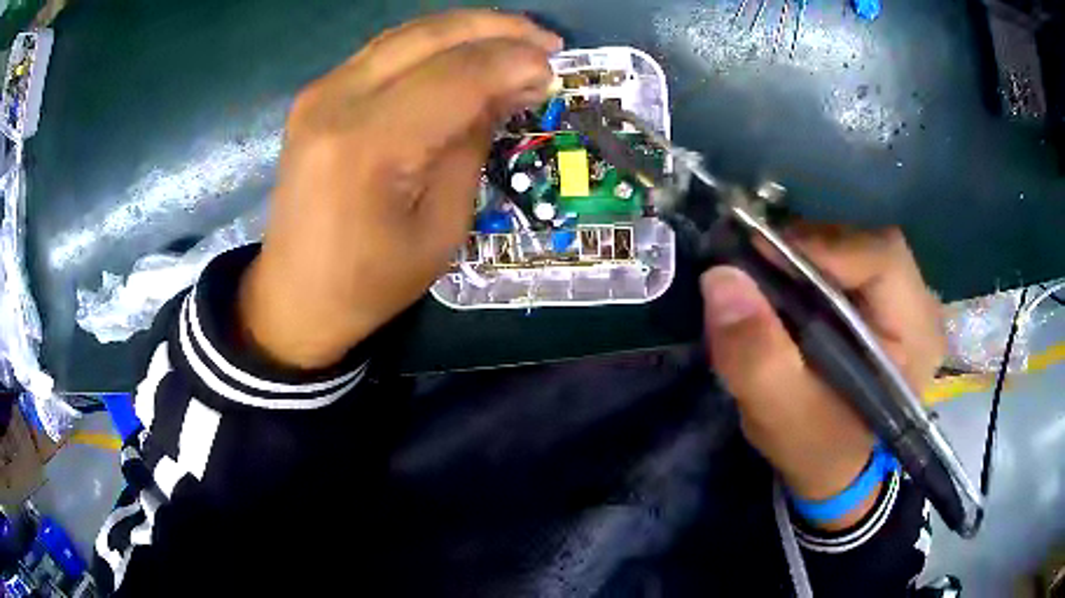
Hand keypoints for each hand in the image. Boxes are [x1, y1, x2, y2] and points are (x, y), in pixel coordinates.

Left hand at [239, 11, 562, 367]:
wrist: (294, 295)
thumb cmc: (370, 281)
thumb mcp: (441, 228)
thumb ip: (473, 145)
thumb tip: (512, 88)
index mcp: (368, 146)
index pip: (457, 75)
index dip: (514, 63)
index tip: (555, 69)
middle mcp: (336, 101)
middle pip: (431, 36)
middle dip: (498, 30)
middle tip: (546, 42)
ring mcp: (320, 92)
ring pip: (408, 33)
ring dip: (468, 29)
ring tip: (515, 42)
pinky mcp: (316, 95)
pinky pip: (385, 50)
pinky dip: (433, 43)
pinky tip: (464, 53)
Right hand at [700, 226, 944, 529]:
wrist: (835, 468)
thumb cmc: (818, 450)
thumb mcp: (782, 416)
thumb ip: (757, 357)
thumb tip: (721, 278)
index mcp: (916, 337)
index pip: (882, 259)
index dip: (823, 248)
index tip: (761, 256)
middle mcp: (919, 306)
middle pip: (866, 243)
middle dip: (809, 250)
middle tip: (757, 268)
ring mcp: (904, 299)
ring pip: (854, 246)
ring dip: (806, 256)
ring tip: (768, 280)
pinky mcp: (883, 299)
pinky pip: (847, 261)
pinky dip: (811, 266)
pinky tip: (788, 288)